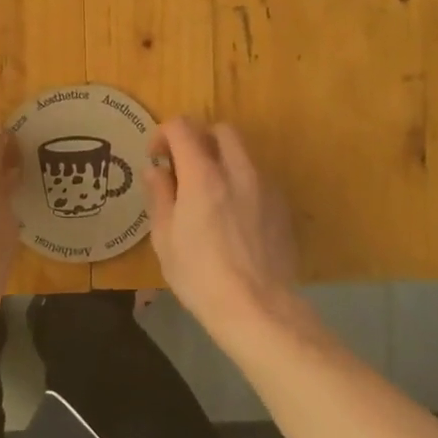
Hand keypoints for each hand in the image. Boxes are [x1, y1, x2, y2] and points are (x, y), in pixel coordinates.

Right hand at [145, 119, 300, 332]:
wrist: (259, 309)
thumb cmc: (200, 276)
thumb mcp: (165, 238)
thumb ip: (159, 196)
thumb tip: (155, 170)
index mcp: (203, 175)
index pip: (182, 127)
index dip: (164, 133)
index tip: (156, 156)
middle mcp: (237, 170)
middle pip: (220, 130)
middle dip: (199, 138)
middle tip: (184, 166)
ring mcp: (265, 186)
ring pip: (243, 152)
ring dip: (222, 159)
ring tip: (209, 191)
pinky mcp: (282, 206)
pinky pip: (258, 177)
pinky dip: (241, 181)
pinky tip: (233, 214)